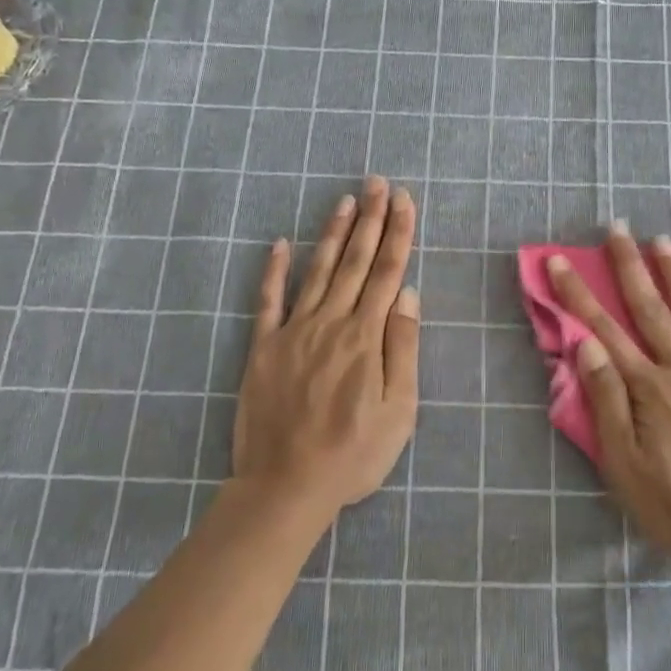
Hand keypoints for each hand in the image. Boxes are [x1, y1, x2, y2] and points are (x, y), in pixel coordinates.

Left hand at [231, 177, 419, 523]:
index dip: (397, 233)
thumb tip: (408, 294)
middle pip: (355, 261)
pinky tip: (279, 243)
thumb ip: (402, 348)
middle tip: (377, 183)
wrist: (285, 487)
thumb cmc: (352, 454)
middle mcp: (331, 322)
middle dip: (370, 219)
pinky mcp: (262, 347)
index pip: (387, 272)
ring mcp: (293, 331)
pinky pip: (268, 300)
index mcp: (366, 337)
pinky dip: (273, 270)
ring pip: (317, 270)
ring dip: (332, 233)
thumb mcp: (399, 410)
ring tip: (345, 200)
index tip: (404, 201)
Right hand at [547, 223, 670, 578]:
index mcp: (648, 387)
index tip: (560, 261)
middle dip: (628, 266)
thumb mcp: (626, 465)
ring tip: (662, 240)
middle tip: (617, 228)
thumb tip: (586, 344)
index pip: (604, 329)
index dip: (578, 294)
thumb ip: (607, 400)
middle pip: (650, 308)